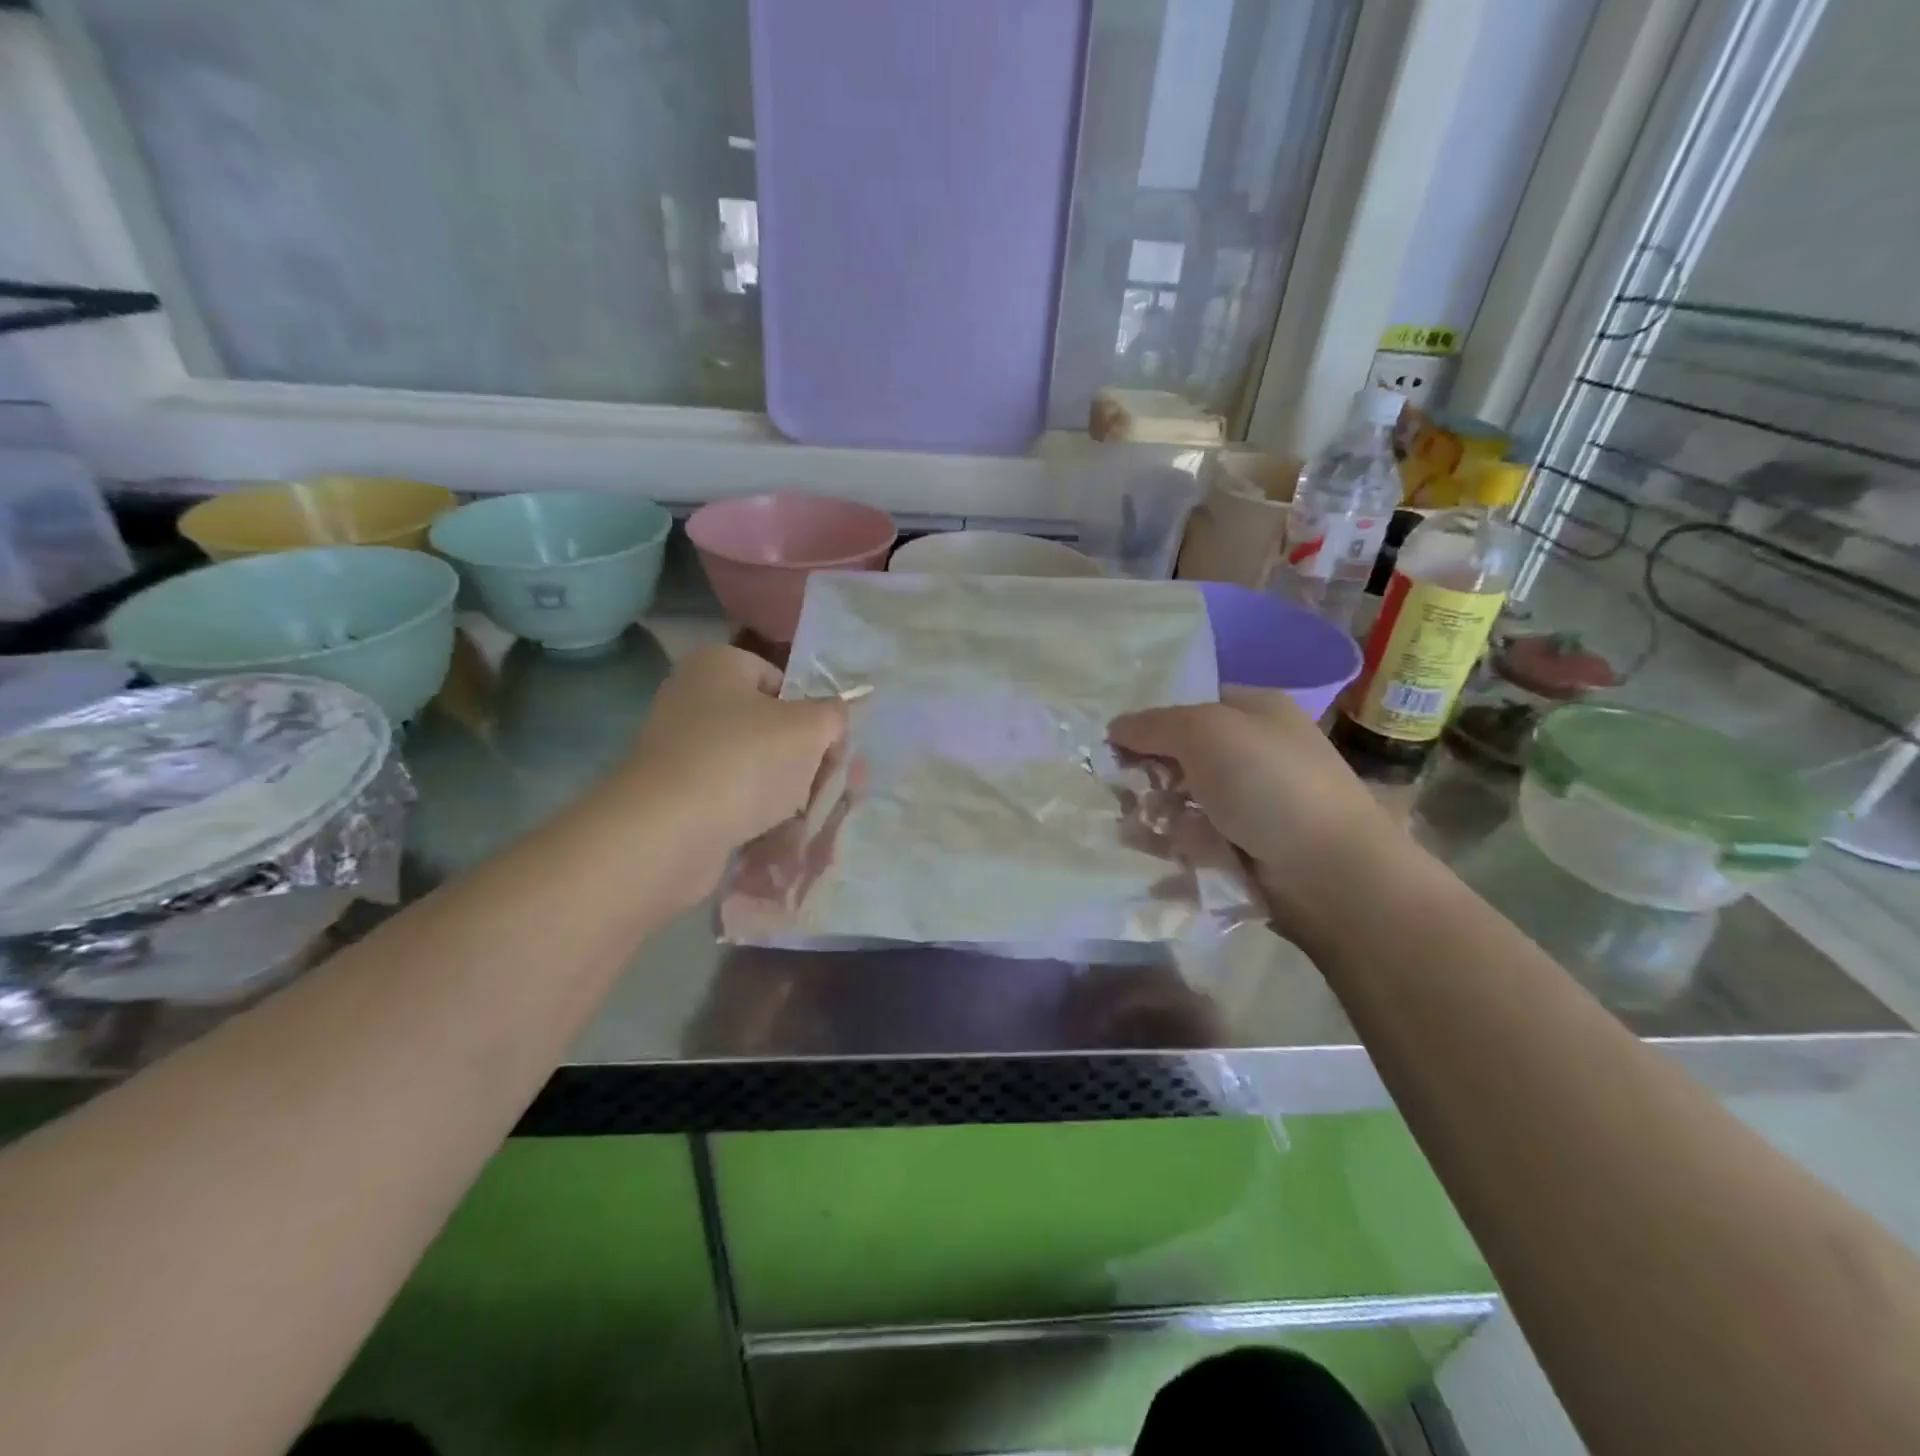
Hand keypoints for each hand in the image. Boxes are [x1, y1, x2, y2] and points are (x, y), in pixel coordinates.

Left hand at [620, 645, 846, 884]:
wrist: (669, 832)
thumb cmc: (745, 761)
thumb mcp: (810, 728)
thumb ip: (834, 715)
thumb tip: (833, 719)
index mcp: (717, 666)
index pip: (781, 681)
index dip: (812, 714)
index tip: (829, 749)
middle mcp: (692, 700)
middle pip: (768, 728)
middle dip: (802, 761)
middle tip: (824, 789)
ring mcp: (679, 751)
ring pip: (752, 769)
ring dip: (784, 796)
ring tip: (803, 821)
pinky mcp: (674, 797)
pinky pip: (729, 801)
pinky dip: (754, 819)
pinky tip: (775, 840)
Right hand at [1108, 688, 1405, 923]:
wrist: (1329, 871)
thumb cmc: (1269, 785)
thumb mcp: (1205, 732)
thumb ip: (1153, 725)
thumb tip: (1115, 728)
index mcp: (1254, 712)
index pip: (1187, 707)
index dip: (1150, 724)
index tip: (1117, 748)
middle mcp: (1253, 753)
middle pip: (1180, 757)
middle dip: (1148, 776)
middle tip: (1126, 795)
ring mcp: (1249, 804)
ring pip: (1181, 802)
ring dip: (1155, 815)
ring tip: (1138, 831)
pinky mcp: (1244, 848)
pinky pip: (1193, 840)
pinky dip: (1173, 847)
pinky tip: (1159, 854)